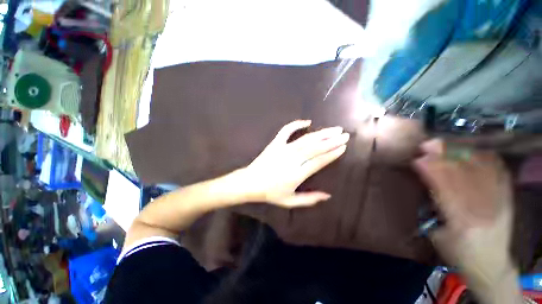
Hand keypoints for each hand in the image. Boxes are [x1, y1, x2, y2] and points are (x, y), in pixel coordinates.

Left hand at [240, 120, 348, 207]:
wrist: (250, 182)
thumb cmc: (271, 193)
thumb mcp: (290, 201)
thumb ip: (309, 199)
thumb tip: (328, 196)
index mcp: (297, 174)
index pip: (319, 161)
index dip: (332, 154)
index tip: (343, 147)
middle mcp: (292, 159)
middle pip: (316, 148)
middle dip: (332, 141)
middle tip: (345, 135)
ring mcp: (283, 149)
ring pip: (306, 139)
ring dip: (321, 133)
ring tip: (334, 129)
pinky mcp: (275, 143)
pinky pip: (286, 130)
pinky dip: (296, 124)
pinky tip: (307, 121)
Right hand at [413, 139, 519, 302]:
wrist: (491, 264)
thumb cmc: (458, 253)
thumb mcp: (437, 236)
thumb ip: (433, 209)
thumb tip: (424, 183)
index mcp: (464, 223)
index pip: (446, 189)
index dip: (432, 171)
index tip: (417, 159)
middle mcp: (486, 209)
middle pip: (465, 175)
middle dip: (445, 157)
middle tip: (428, 145)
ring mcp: (501, 202)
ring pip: (482, 170)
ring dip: (462, 154)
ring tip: (445, 144)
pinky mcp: (508, 198)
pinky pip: (498, 171)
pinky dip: (485, 158)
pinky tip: (472, 150)